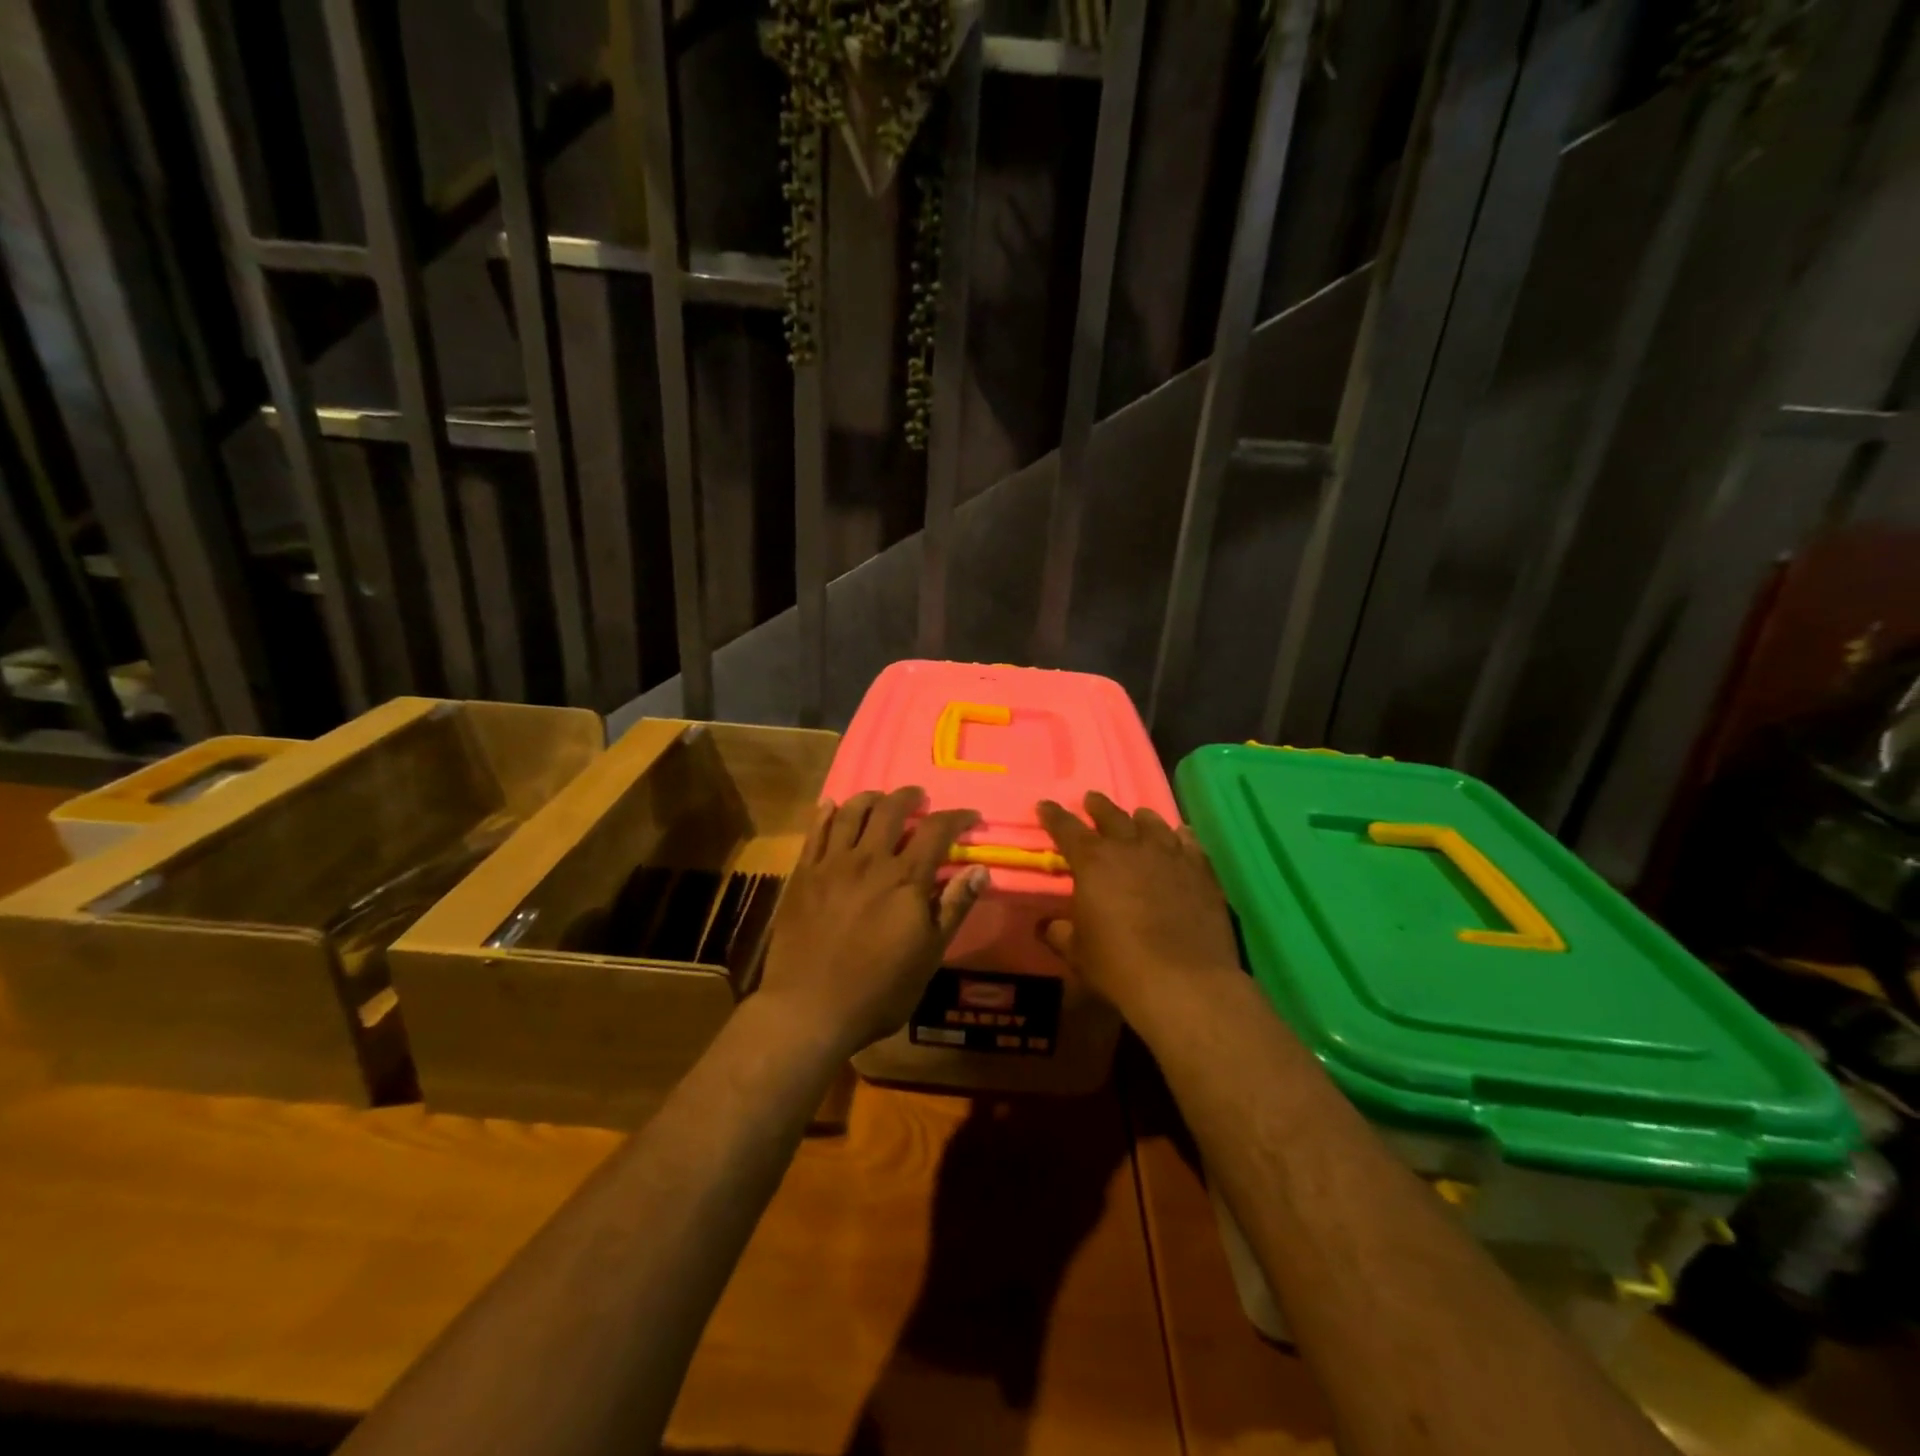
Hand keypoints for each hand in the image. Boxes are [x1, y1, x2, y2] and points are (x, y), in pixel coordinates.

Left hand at [756, 787, 987, 1056]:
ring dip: (870, 798)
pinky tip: (830, 805)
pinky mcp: (803, 875)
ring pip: (851, 813)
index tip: (969, 816)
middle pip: (891, 810)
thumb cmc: (879, 990)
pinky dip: (825, 813)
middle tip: (920, 798)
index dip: (956, 817)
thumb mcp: (929, 955)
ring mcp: (832, 864)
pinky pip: (815, 832)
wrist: (809, 1008)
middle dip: (910, 797)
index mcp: (906, 879)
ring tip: (880, 798)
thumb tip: (980, 869)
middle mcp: (870, 860)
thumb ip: (954, 908)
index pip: (936, 830)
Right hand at [1036, 792, 1243, 1023]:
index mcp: (1093, 862)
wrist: (1184, 981)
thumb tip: (1047, 926)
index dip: (1053, 816)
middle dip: (1098, 807)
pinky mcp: (1201, 872)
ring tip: (1138, 815)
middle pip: (1111, 816)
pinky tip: (1181, 836)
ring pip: (1153, 824)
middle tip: (1091, 800)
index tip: (1045, 805)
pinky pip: (1189, 844)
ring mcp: (1170, 856)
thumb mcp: (1077, 953)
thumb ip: (1060, 933)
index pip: (1067, 828)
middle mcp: (1130, 848)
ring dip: (1141, 818)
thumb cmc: (1119, 965)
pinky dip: (1181, 837)